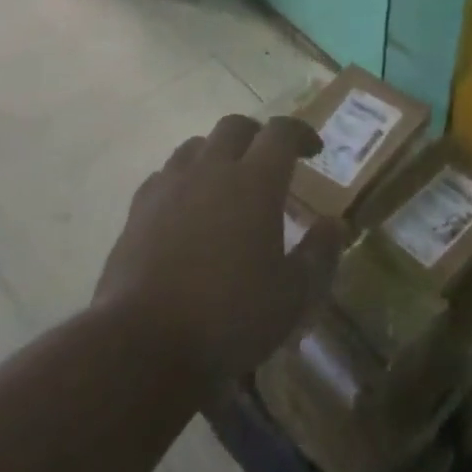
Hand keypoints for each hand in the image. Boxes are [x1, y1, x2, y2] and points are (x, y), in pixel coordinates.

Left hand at [94, 114, 344, 397]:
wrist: (141, 344)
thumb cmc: (229, 317)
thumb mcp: (292, 296)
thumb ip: (319, 254)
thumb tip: (334, 224)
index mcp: (256, 181)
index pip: (281, 132)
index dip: (300, 132)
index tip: (313, 149)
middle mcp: (212, 169)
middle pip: (235, 126)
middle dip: (257, 135)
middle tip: (270, 161)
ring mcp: (170, 186)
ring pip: (196, 145)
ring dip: (217, 153)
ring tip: (226, 182)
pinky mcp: (137, 210)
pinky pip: (165, 175)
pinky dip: (183, 179)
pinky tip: (186, 207)